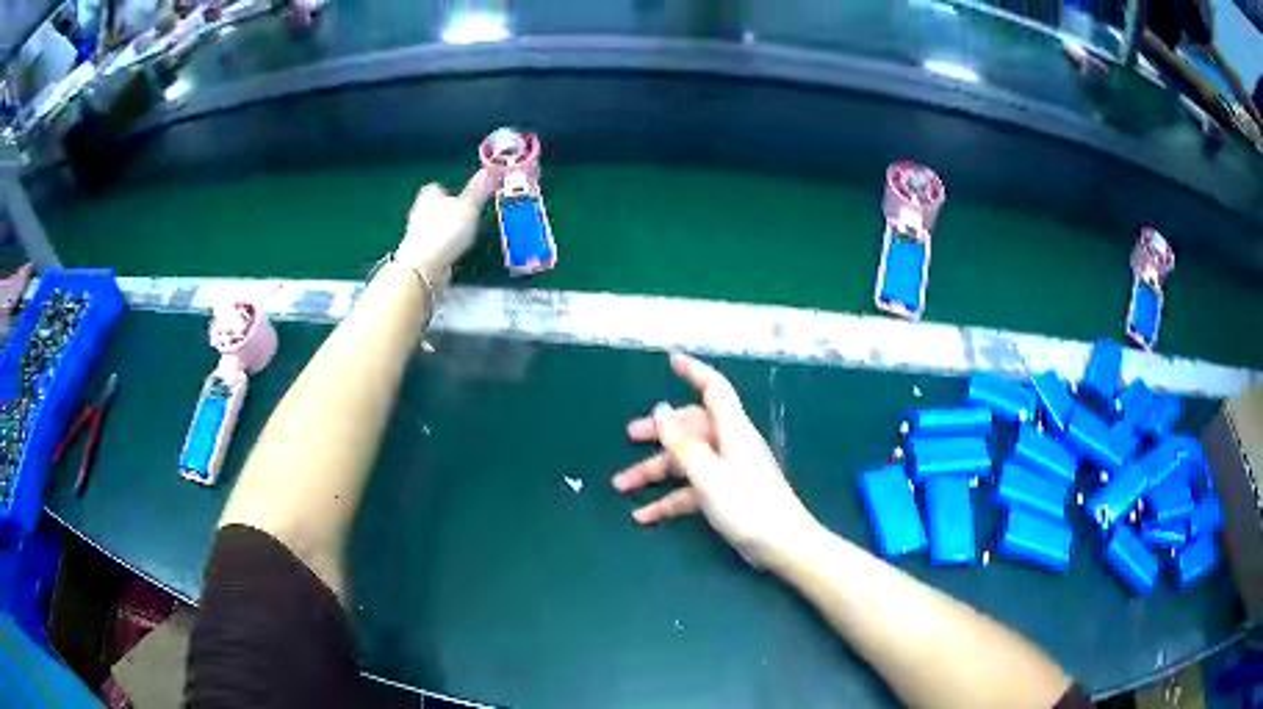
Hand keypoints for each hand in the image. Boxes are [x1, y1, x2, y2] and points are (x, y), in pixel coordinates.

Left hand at [395, 170, 494, 285]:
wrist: (423, 268)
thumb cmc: (445, 232)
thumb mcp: (469, 207)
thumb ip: (479, 189)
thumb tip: (491, 169)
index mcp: (430, 194)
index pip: (438, 188)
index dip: (450, 192)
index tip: (464, 200)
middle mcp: (419, 210)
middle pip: (436, 207)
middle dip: (448, 211)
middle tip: (466, 218)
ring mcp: (417, 233)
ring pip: (434, 226)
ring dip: (445, 230)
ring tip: (461, 238)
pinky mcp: (419, 252)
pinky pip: (434, 244)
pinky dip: (443, 247)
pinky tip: (452, 253)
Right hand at [613, 352, 818, 566]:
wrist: (782, 546)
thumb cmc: (748, 506)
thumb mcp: (708, 475)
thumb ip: (683, 444)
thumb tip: (660, 409)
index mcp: (731, 431)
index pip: (714, 389)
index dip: (694, 371)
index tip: (672, 359)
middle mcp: (729, 445)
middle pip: (691, 428)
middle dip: (660, 432)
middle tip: (629, 436)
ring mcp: (727, 471)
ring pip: (685, 462)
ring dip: (654, 472)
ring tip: (621, 485)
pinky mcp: (725, 495)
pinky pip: (691, 490)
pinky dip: (668, 500)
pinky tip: (644, 516)